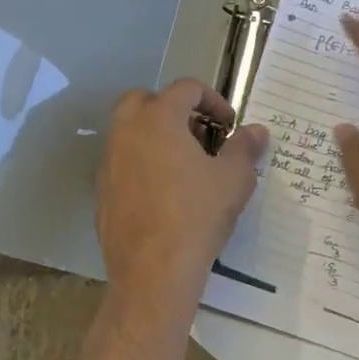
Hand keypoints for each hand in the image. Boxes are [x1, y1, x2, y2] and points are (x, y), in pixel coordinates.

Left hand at [96, 80, 269, 317]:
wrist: (152, 272)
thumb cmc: (196, 215)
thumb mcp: (233, 180)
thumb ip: (244, 148)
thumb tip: (256, 131)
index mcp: (158, 118)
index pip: (186, 88)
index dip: (213, 100)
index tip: (230, 126)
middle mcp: (127, 130)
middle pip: (146, 99)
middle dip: (174, 109)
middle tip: (199, 135)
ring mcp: (109, 159)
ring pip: (130, 130)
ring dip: (156, 135)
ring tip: (185, 165)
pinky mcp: (102, 188)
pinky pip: (123, 161)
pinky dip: (142, 162)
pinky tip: (164, 192)